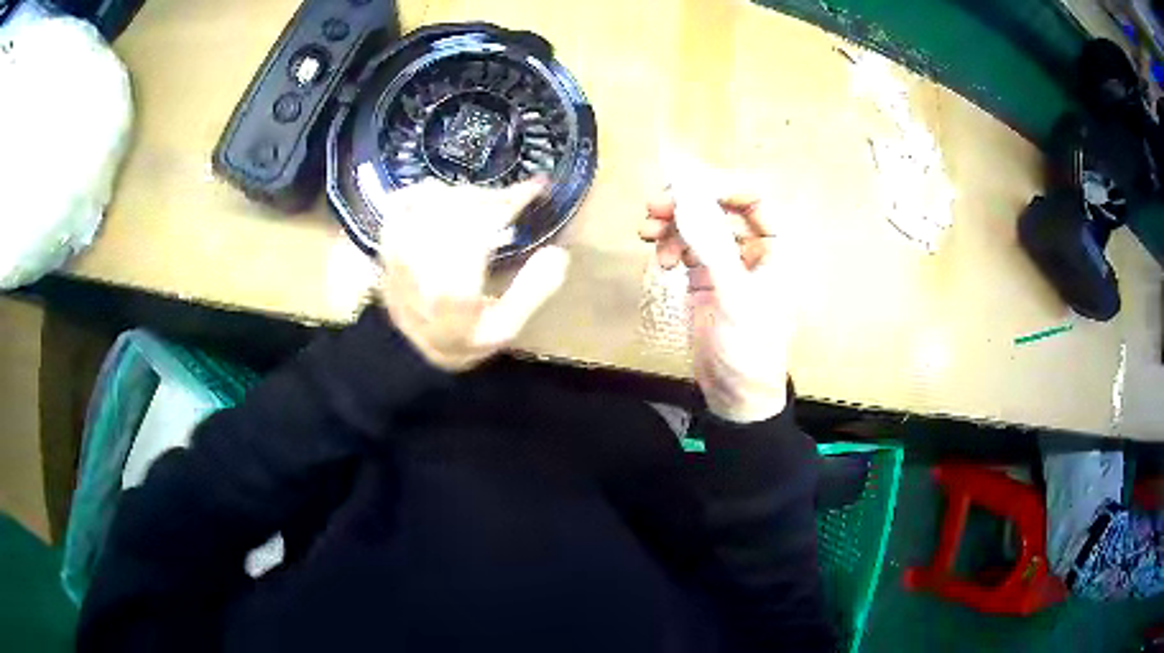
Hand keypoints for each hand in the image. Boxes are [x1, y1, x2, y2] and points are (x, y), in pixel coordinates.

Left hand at [377, 179, 569, 371]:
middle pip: (455, 211)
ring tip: (480, 204)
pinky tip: (441, 197)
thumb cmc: (466, 337)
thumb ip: (533, 292)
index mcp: (454, 295)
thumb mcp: (507, 328)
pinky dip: (422, 193)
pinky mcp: (385, 247)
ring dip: (461, 195)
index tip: (535, 187)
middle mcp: (420, 272)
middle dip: (489, 198)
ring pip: (428, 204)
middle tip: (510, 200)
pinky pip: (399, 205)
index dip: (508, 202)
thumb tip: (557, 253)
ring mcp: (397, 256)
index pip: (479, 232)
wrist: (416, 350)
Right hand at [639, 184, 791, 422]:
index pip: (753, 199)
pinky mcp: (704, 276)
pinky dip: (669, 246)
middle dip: (686, 203)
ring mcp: (726, 261)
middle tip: (654, 207)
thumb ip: (713, 246)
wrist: (735, 391)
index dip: (721, 187)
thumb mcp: (735, 295)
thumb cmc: (749, 345)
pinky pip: (684, 247)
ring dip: (670, 224)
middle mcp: (752, 247)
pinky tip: (660, 261)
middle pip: (719, 207)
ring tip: (646, 232)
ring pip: (697, 225)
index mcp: (775, 248)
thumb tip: (689, 203)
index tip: (685, 187)